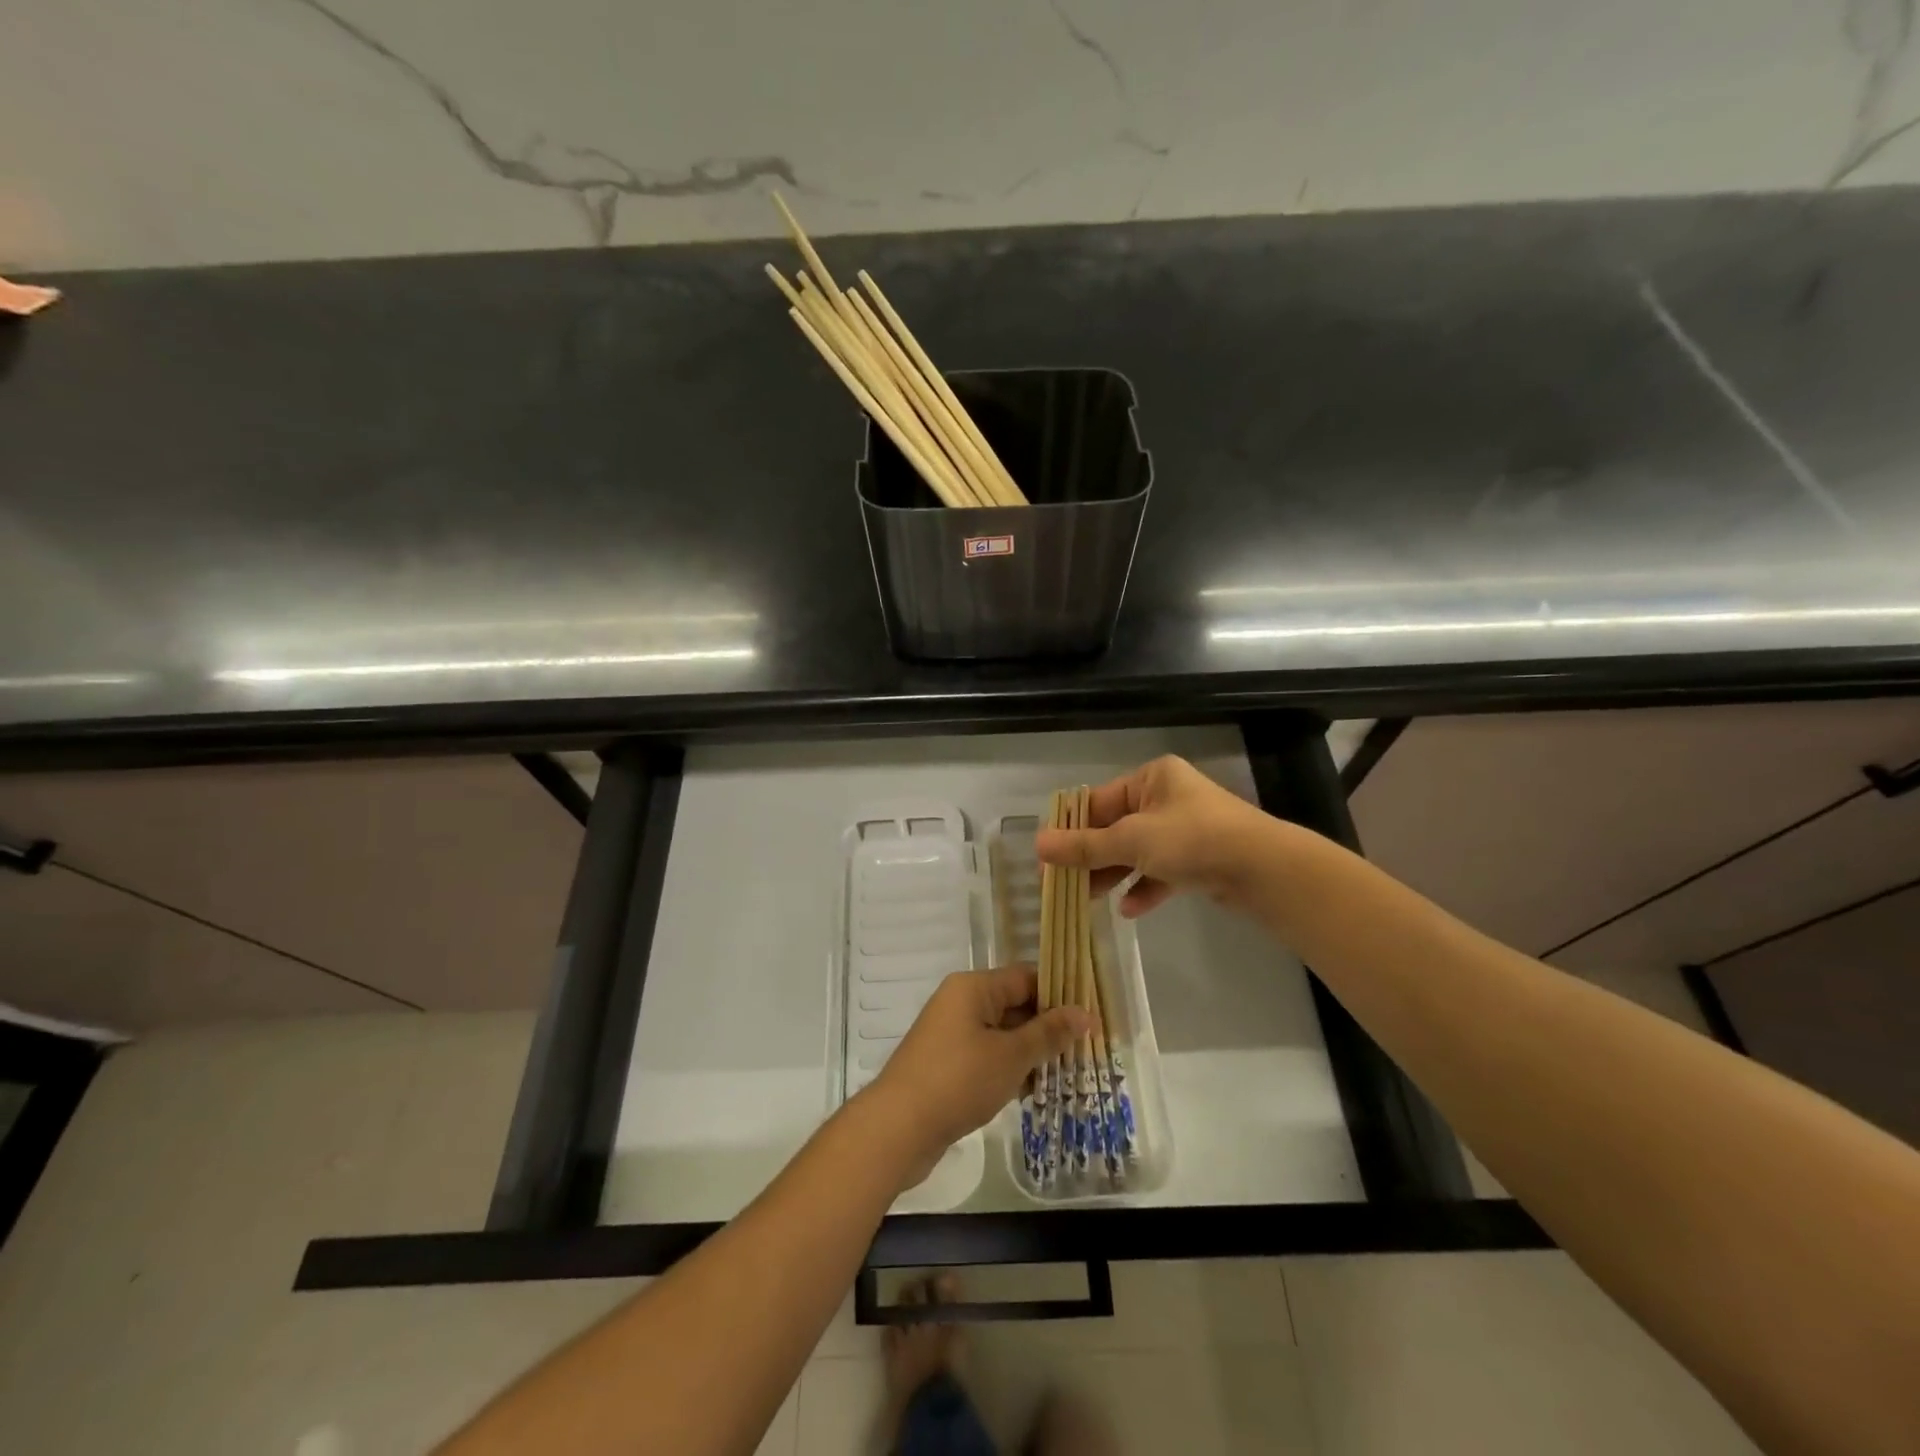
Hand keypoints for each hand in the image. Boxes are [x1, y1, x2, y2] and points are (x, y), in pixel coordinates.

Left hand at [866, 966, 1089, 1184]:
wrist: (898, 1128)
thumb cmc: (959, 1080)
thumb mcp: (1011, 1055)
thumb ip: (1049, 1033)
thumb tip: (1084, 1013)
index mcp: (973, 987)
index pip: (1026, 977)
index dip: (1060, 994)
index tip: (1091, 1017)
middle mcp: (960, 1002)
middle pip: (1014, 1004)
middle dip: (1048, 1028)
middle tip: (1086, 1050)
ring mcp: (950, 1034)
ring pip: (1002, 1034)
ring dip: (1030, 1052)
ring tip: (1068, 1075)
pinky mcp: (946, 1064)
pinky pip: (986, 1056)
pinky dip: (1008, 1069)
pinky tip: (1032, 1092)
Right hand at [1035, 755, 1272, 917]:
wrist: (1264, 870)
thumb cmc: (1192, 840)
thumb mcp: (1131, 840)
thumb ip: (1084, 846)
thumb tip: (1037, 844)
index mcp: (1151, 778)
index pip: (1098, 801)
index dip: (1070, 828)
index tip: (1047, 856)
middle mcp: (1167, 797)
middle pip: (1115, 827)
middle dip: (1090, 856)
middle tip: (1062, 883)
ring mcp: (1185, 829)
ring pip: (1136, 851)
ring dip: (1113, 874)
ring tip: (1088, 899)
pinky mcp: (1199, 858)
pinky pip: (1161, 871)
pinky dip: (1144, 887)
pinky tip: (1129, 909)